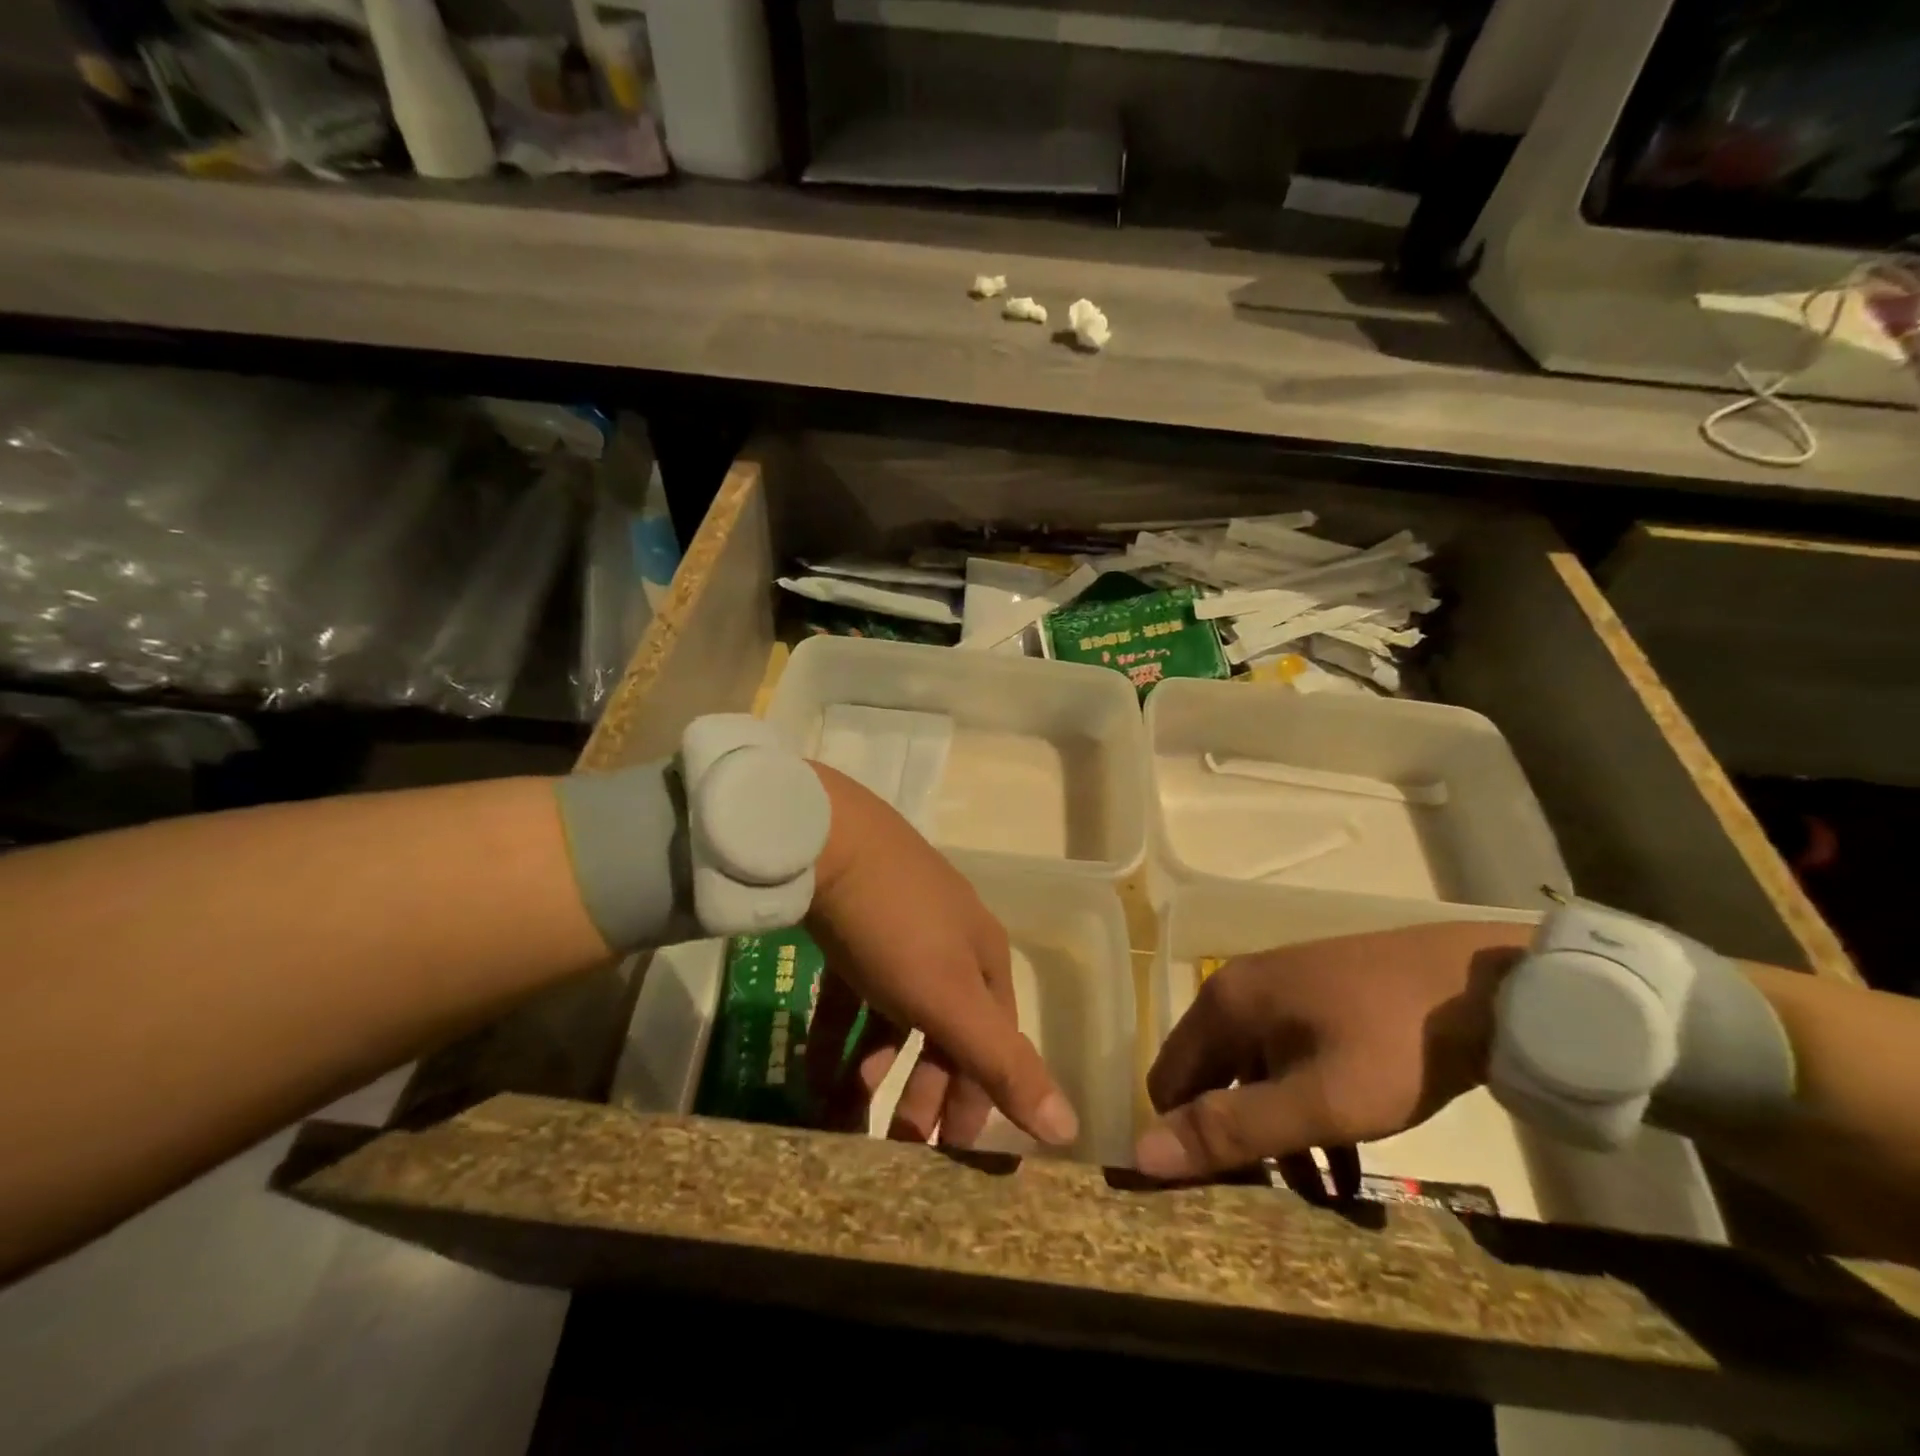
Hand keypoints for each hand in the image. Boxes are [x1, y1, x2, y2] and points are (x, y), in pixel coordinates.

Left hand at [801, 763, 1078, 1151]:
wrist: (825, 837)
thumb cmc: (894, 924)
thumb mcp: (948, 998)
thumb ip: (1003, 1062)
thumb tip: (1069, 1128)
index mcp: (981, 958)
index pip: (994, 1041)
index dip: (980, 1096)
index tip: (952, 1150)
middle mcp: (947, 943)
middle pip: (945, 1030)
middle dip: (925, 1089)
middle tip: (897, 1144)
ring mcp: (898, 930)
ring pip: (895, 1015)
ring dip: (875, 1069)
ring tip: (843, 1116)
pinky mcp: (853, 926)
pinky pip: (854, 994)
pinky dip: (840, 1035)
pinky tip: (814, 1072)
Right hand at [1135, 921, 1531, 1182]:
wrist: (1486, 986)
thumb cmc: (1393, 1044)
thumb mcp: (1319, 1101)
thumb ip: (1233, 1128)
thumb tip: (1144, 1155)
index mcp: (1224, 1003)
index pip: (1169, 1080)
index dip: (1183, 1138)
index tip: (1219, 1195)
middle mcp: (1241, 992)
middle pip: (1212, 1080)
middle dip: (1236, 1143)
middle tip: (1272, 1206)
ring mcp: (1283, 995)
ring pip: (1256, 1078)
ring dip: (1276, 1136)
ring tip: (1323, 1200)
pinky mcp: (1319, 1004)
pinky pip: (1290, 1065)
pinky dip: (1304, 1112)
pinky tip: (1346, 1164)